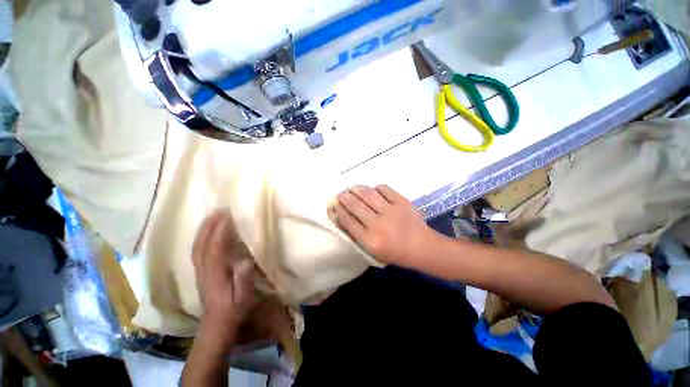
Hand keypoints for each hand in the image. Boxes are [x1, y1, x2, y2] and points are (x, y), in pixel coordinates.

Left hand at [192, 210, 254, 344]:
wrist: (215, 325)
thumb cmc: (233, 309)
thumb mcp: (243, 297)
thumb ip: (243, 280)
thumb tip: (245, 260)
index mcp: (215, 275)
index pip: (215, 249)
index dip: (221, 232)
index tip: (228, 216)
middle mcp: (204, 271)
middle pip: (202, 245)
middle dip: (209, 226)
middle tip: (218, 210)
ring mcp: (199, 272)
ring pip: (197, 247)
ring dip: (203, 230)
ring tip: (210, 216)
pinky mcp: (200, 273)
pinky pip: (197, 251)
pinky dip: (200, 238)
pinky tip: (205, 232)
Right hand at [329, 185, 435, 265]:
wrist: (424, 248)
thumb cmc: (396, 253)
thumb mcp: (373, 250)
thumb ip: (358, 233)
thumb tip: (344, 215)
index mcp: (369, 240)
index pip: (347, 220)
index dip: (339, 210)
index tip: (335, 205)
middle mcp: (378, 224)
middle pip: (354, 205)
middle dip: (344, 197)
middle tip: (341, 194)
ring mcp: (391, 211)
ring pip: (367, 193)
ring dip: (356, 188)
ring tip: (353, 188)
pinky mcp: (402, 201)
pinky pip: (384, 189)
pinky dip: (376, 188)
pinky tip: (374, 191)